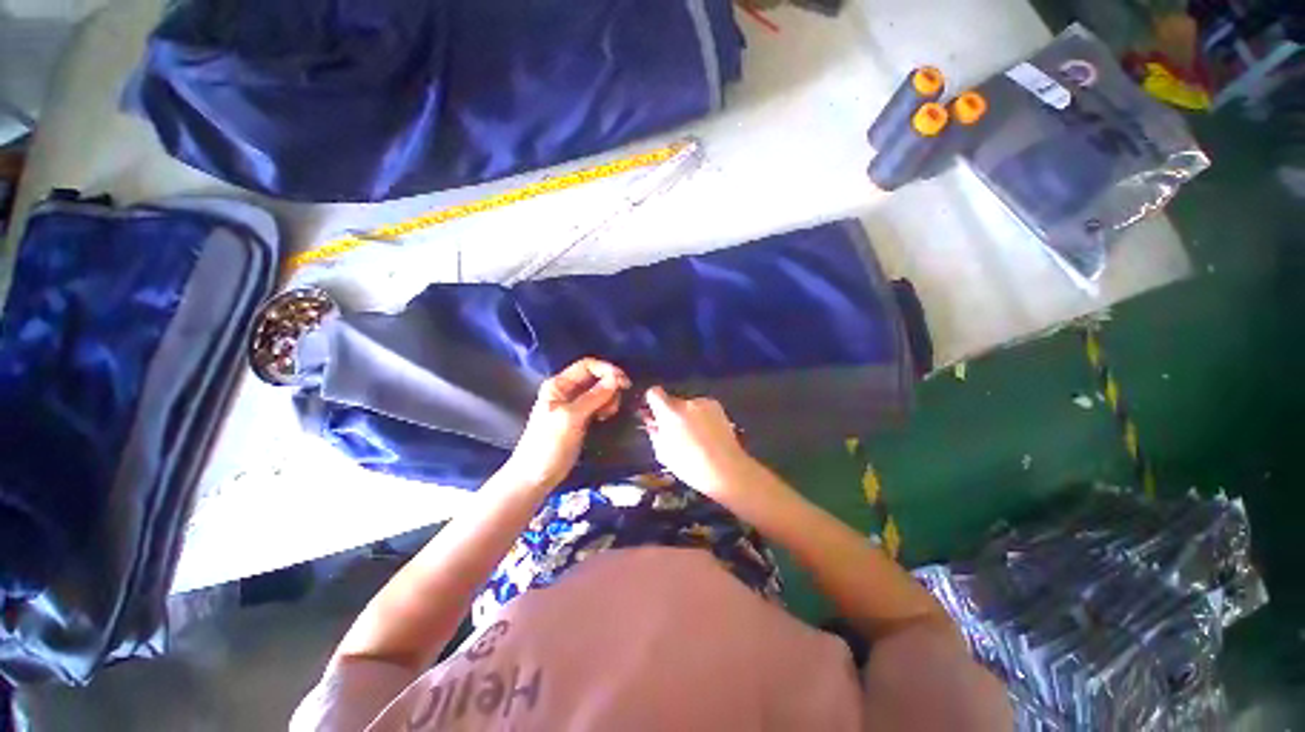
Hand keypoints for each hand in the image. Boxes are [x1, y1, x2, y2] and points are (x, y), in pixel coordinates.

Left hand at [502, 358, 630, 487]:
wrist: (536, 476)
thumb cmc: (549, 444)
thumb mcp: (571, 418)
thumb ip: (593, 397)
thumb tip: (616, 379)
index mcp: (559, 384)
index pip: (587, 365)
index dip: (607, 370)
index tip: (624, 382)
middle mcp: (567, 390)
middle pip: (595, 377)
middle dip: (610, 386)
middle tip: (614, 404)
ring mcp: (574, 404)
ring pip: (599, 391)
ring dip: (609, 398)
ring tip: (607, 414)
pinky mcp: (581, 417)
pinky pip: (598, 404)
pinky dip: (605, 407)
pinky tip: (604, 418)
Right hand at [641, 387, 761, 505]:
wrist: (726, 469)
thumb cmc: (691, 466)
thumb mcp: (664, 453)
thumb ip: (655, 433)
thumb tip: (653, 423)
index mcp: (669, 412)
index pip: (654, 393)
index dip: (652, 402)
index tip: (654, 413)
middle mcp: (687, 403)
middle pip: (672, 401)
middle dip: (671, 413)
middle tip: (674, 432)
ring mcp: (704, 403)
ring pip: (688, 406)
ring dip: (687, 415)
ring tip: (694, 437)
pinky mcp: (718, 407)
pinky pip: (702, 408)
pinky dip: (701, 417)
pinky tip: (706, 435)